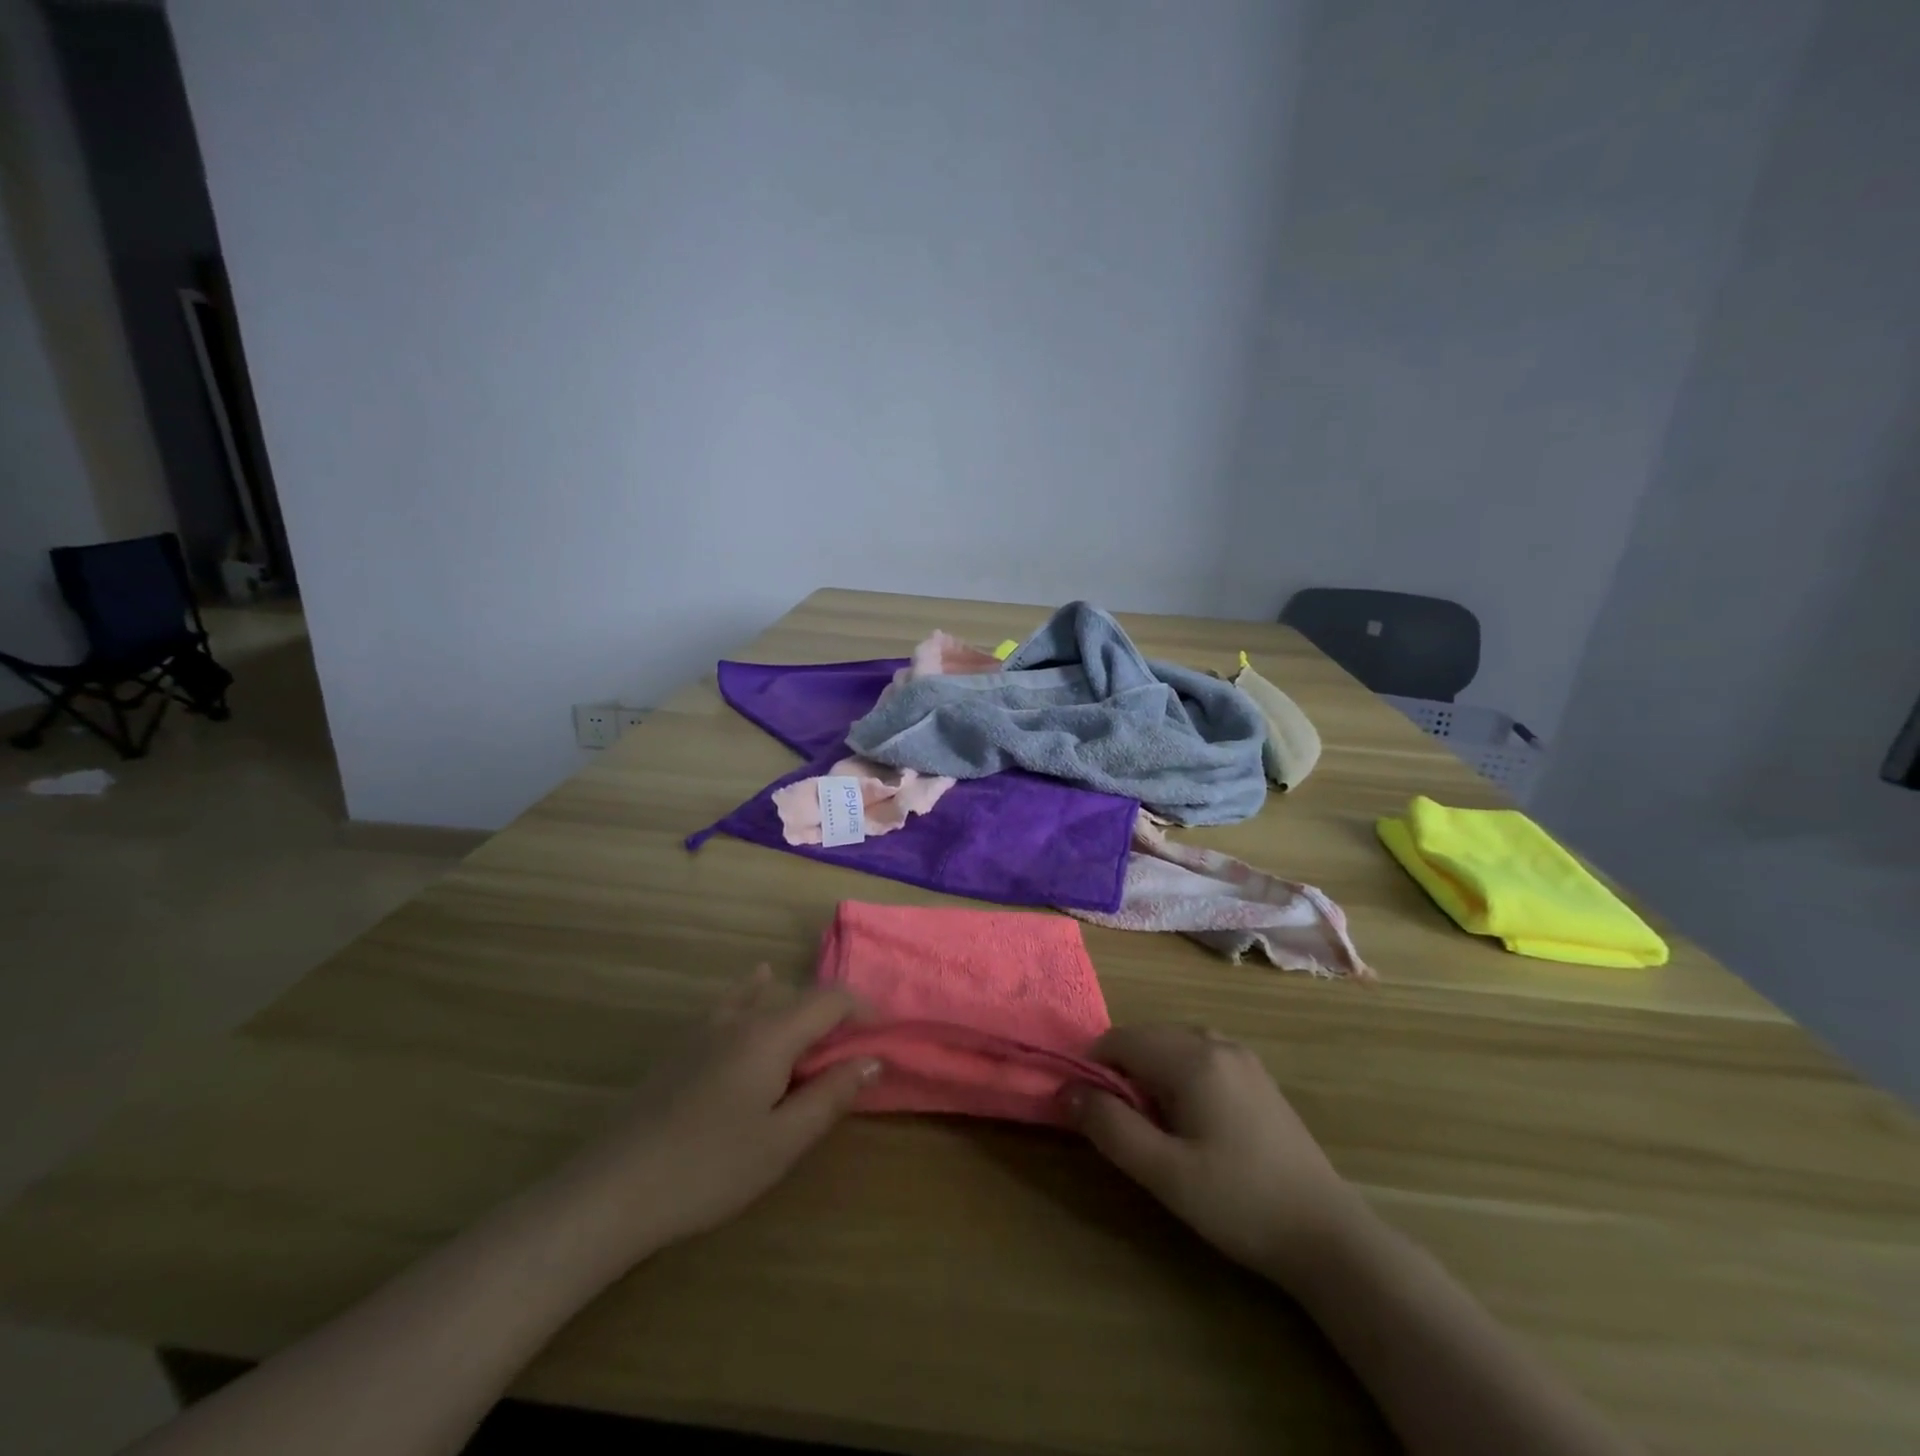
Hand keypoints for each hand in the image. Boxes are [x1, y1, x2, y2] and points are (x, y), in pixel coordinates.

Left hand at [576, 966, 880, 1249]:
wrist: (615, 1188)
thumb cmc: (710, 1168)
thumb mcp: (782, 1141)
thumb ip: (831, 1095)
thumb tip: (873, 1060)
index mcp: (771, 1034)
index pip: (830, 1000)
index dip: (863, 1010)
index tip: (884, 1034)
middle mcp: (742, 1017)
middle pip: (800, 999)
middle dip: (833, 1018)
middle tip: (851, 1057)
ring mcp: (707, 1027)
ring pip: (766, 998)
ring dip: (798, 1009)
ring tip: (816, 1033)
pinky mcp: (684, 1044)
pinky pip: (733, 1002)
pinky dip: (756, 992)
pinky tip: (757, 982)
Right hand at [1067, 1023, 1359, 1284]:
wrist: (1326, 1235)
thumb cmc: (1237, 1202)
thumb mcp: (1163, 1173)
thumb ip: (1110, 1127)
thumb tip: (1066, 1091)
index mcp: (1192, 1058)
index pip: (1120, 1039)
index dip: (1094, 1068)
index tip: (1091, 1111)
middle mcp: (1216, 1042)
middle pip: (1147, 1036)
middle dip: (1121, 1070)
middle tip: (1122, 1125)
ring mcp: (1242, 1056)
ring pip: (1173, 1044)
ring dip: (1149, 1071)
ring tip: (1154, 1124)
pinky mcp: (1257, 1076)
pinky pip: (1200, 1055)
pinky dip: (1178, 1073)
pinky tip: (1190, 1119)